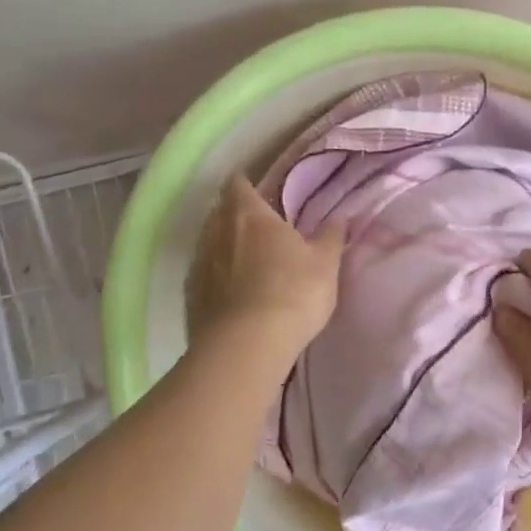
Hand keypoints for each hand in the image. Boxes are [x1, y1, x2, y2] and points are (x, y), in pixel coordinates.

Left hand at [186, 176, 343, 350]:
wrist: (247, 345)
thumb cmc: (293, 293)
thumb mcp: (325, 264)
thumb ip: (330, 237)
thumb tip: (340, 217)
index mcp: (249, 214)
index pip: (238, 184)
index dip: (247, 185)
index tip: (260, 192)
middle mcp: (216, 231)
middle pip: (220, 212)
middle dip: (236, 215)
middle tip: (260, 228)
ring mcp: (199, 263)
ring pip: (209, 243)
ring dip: (224, 247)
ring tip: (246, 262)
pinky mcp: (190, 295)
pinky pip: (203, 275)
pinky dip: (216, 277)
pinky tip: (232, 293)